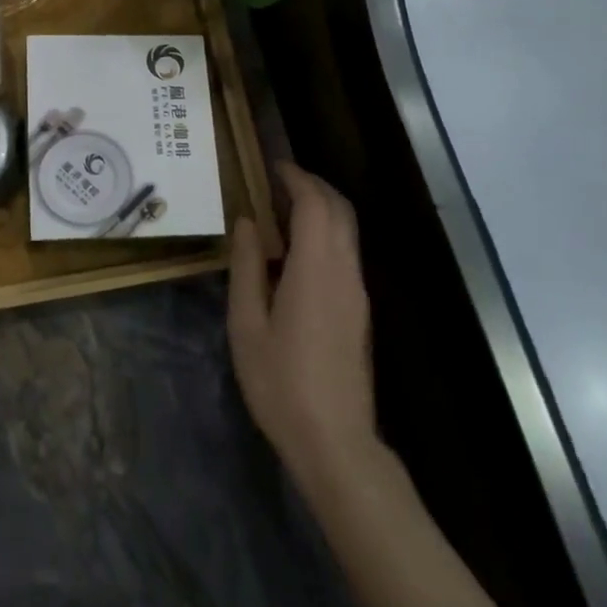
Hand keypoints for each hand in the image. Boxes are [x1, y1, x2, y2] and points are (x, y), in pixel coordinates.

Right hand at [228, 161, 378, 494]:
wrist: (334, 440)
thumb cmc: (280, 382)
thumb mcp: (247, 323)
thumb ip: (247, 266)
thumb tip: (246, 222)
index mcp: (316, 269)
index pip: (315, 204)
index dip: (296, 178)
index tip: (272, 165)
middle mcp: (345, 272)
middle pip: (340, 211)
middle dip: (313, 185)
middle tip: (277, 179)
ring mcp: (357, 292)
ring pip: (347, 231)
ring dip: (321, 208)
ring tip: (281, 208)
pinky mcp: (359, 310)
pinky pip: (346, 253)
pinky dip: (325, 232)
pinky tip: (295, 249)